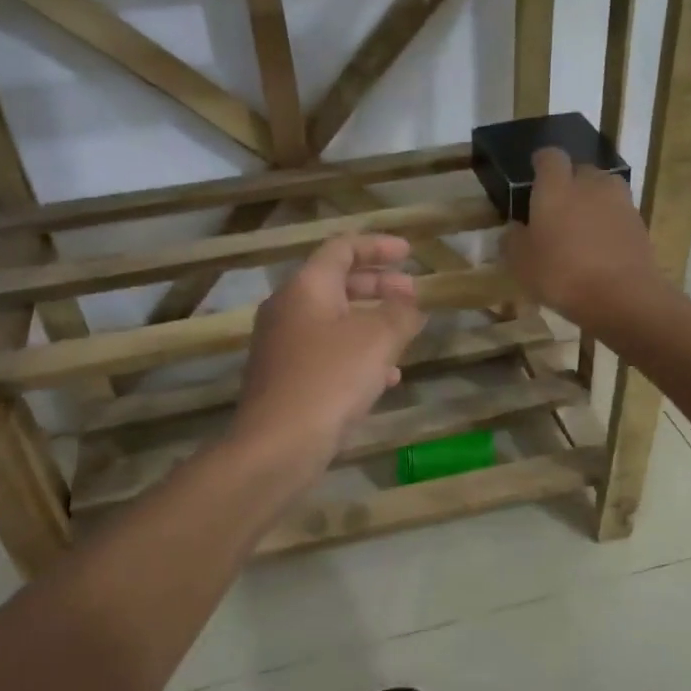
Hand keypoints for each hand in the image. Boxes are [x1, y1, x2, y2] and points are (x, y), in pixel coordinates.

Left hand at [233, 233, 426, 471]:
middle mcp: (288, 310)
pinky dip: (357, 355)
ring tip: (404, 336)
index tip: (409, 254)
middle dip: (378, 287)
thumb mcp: (378, 340)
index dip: (378, 247)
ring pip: (334, 322)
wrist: (278, 444)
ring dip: (371, 323)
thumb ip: (400, 314)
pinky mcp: (285, 379)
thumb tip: (410, 303)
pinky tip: (385, 379)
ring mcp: (282, 346)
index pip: (342, 248)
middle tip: (412, 295)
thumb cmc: (329, 380)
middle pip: (337, 284)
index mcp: (306, 287)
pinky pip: (327, 354)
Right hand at [502, 148, 664, 327]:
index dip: (542, 163)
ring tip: (581, 228)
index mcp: (556, 187)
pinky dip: (609, 223)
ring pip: (603, 190)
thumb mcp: (521, 263)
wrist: (622, 297)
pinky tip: (601, 248)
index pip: (550, 157)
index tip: (535, 173)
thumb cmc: (561, 275)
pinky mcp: (639, 223)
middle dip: (569, 183)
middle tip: (557, 208)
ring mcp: (620, 202)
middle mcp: (590, 184)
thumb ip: (513, 240)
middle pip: (580, 170)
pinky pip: (618, 214)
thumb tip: (514, 229)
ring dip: (592, 202)